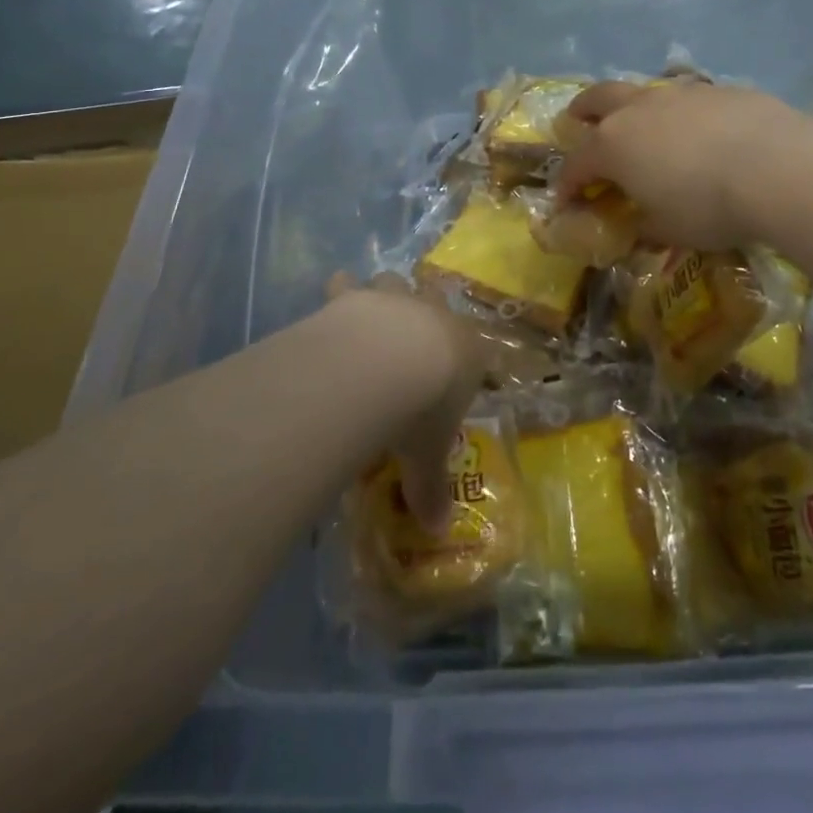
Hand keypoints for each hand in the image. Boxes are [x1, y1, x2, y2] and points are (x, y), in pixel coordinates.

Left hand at [323, 273, 551, 530]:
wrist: (386, 364)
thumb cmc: (422, 410)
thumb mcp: (427, 457)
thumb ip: (431, 488)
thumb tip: (438, 529)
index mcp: (469, 352)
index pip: (479, 354)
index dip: (471, 363)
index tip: (459, 376)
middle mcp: (437, 316)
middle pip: (438, 305)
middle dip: (427, 317)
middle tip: (413, 341)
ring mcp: (398, 300)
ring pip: (397, 283)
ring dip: (387, 295)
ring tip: (373, 315)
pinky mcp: (358, 295)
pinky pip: (349, 285)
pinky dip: (341, 290)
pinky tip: (334, 295)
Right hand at [553, 79, 808, 248]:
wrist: (777, 167)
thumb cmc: (708, 206)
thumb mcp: (668, 230)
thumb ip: (644, 227)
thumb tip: (638, 227)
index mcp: (614, 145)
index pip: (577, 164)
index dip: (567, 184)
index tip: (564, 201)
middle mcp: (638, 110)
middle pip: (598, 99)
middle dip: (582, 111)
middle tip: (576, 120)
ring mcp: (679, 94)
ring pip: (642, 92)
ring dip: (631, 108)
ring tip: (641, 126)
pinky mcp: (718, 90)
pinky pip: (685, 99)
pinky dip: (678, 114)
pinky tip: (697, 132)